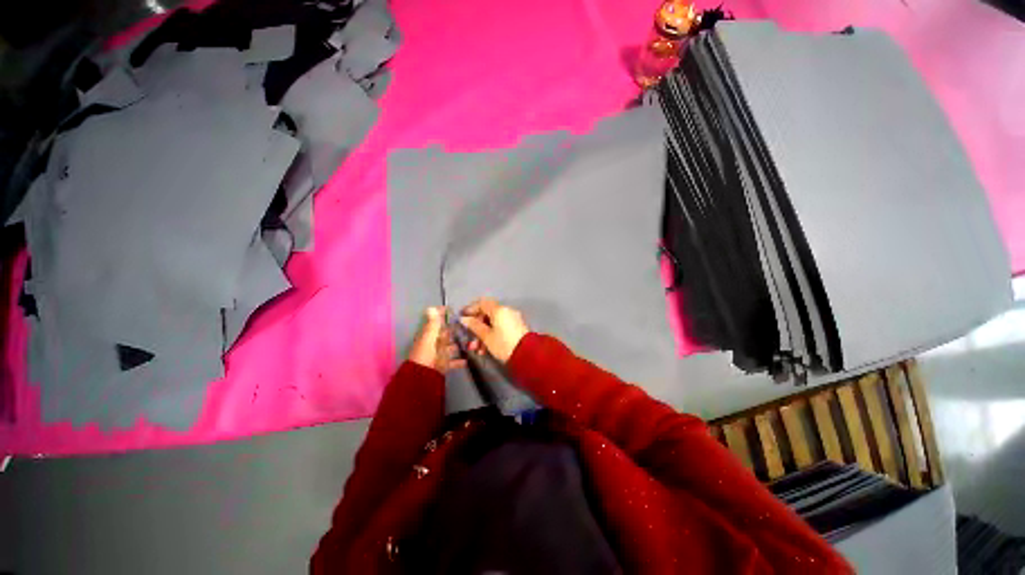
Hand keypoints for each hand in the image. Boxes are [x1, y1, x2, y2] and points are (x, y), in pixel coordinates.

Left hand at [408, 307, 464, 373]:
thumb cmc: (426, 354)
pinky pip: (453, 361)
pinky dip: (459, 361)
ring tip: (472, 341)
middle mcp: (433, 343)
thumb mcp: (430, 337)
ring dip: (459, 344)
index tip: (452, 309)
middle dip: (455, 330)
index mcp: (429, 335)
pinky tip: (468, 359)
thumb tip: (431, 307)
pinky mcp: (443, 365)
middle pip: (445, 334)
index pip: (436, 322)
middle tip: (469, 325)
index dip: (442, 315)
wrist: (422, 378)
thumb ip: (432, 324)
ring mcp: (439, 354)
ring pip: (451, 347)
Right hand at [459, 298, 529, 362]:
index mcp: (499, 310)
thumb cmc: (504, 344)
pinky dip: (492, 334)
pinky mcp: (516, 328)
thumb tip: (464, 319)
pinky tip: (486, 349)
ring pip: (493, 322)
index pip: (482, 303)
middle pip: (487, 314)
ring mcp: (513, 319)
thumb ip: (474, 326)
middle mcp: (507, 311)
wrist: (527, 355)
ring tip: (477, 349)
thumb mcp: (486, 337)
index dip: (470, 309)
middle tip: (469, 337)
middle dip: (476, 326)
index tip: (462, 317)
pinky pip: (500, 327)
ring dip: (483, 334)